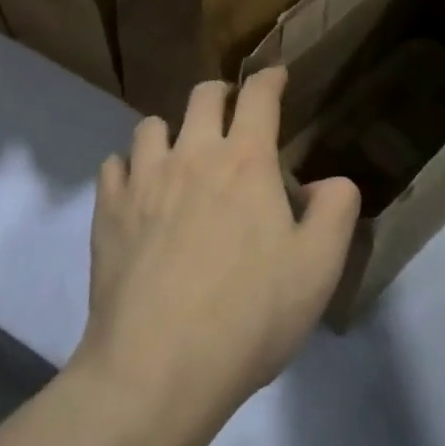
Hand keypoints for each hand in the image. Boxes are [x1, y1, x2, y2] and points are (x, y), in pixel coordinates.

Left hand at [76, 70, 360, 439]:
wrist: (156, 371)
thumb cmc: (248, 317)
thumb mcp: (318, 269)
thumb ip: (336, 212)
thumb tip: (329, 182)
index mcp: (245, 161)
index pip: (259, 95)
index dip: (271, 77)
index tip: (277, 74)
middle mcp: (192, 154)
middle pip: (203, 95)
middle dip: (221, 94)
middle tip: (231, 115)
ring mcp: (144, 179)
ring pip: (152, 124)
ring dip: (171, 130)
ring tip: (180, 156)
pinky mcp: (108, 210)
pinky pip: (114, 165)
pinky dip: (128, 168)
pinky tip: (137, 192)